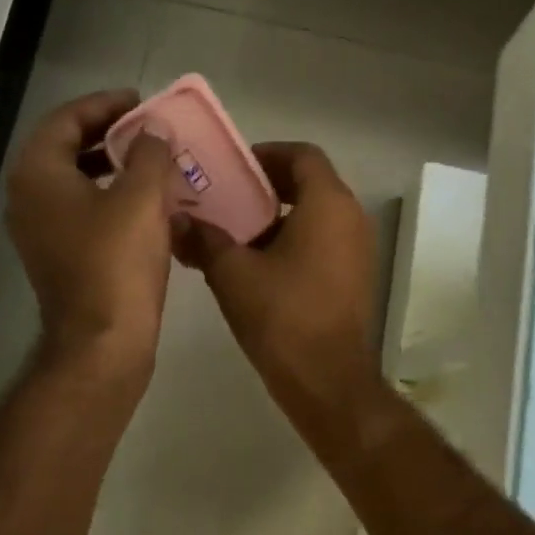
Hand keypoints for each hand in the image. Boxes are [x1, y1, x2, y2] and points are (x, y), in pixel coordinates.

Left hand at [6, 90, 178, 377]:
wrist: (102, 343)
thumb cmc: (117, 264)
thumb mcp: (142, 198)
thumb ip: (150, 153)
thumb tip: (154, 131)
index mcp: (39, 175)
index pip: (65, 119)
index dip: (104, 105)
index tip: (140, 102)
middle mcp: (30, 198)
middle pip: (67, 148)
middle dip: (109, 135)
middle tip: (148, 130)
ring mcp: (41, 232)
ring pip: (76, 182)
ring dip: (113, 167)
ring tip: (153, 163)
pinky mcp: (60, 257)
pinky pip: (84, 211)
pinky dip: (112, 198)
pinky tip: (149, 206)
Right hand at [173, 142, 381, 418]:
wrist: (328, 380)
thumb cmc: (283, 316)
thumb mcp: (233, 274)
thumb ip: (204, 239)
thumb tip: (176, 221)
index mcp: (329, 204)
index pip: (303, 155)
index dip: (267, 154)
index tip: (233, 169)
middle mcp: (352, 218)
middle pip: (311, 182)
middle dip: (268, 185)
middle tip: (227, 196)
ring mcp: (358, 249)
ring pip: (317, 213)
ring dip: (278, 215)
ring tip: (234, 230)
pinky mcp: (354, 276)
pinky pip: (324, 240)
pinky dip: (294, 239)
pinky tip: (256, 263)